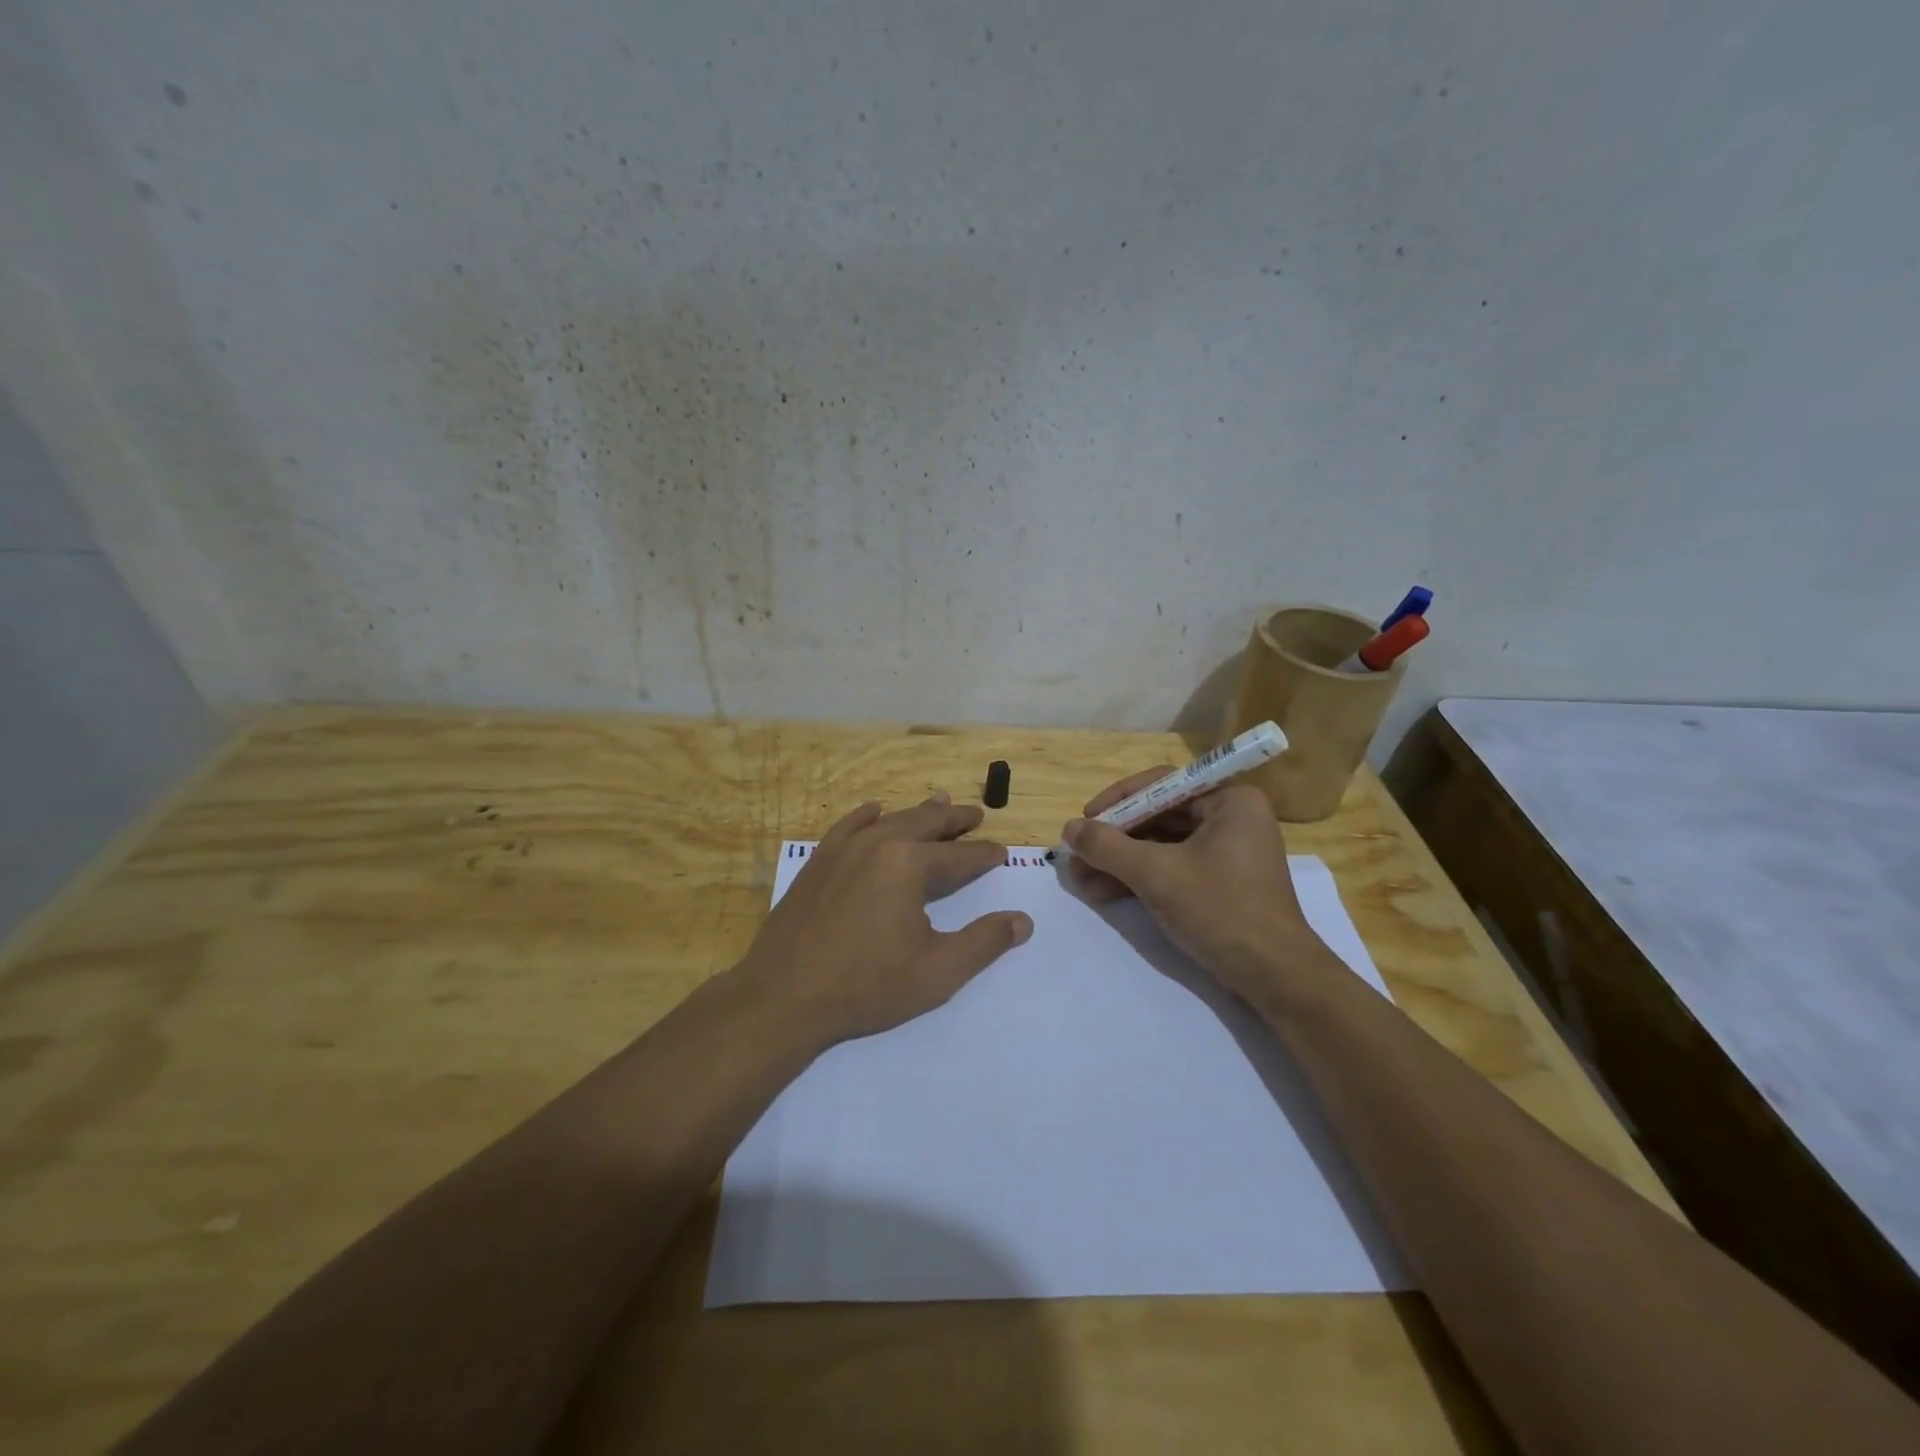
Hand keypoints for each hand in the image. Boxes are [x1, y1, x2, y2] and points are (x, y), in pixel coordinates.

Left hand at [740, 791, 1032, 1045]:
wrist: (784, 996)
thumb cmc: (866, 985)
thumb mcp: (938, 972)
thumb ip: (984, 942)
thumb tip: (1023, 921)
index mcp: (909, 865)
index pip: (959, 855)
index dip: (984, 855)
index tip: (1002, 852)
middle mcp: (878, 844)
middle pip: (926, 823)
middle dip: (955, 820)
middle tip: (976, 814)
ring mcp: (843, 849)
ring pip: (890, 819)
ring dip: (918, 812)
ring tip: (939, 802)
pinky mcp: (818, 862)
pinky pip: (848, 825)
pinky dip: (868, 815)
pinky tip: (874, 810)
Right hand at [1061, 768, 1330, 1003]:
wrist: (1274, 977)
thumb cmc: (1220, 910)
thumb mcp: (1156, 874)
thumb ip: (1108, 847)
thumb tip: (1068, 829)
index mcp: (1230, 801)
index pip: (1163, 784)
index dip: (1119, 799)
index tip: (1086, 818)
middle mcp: (1231, 818)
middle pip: (1159, 816)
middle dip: (1115, 839)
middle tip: (1076, 854)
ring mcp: (1226, 852)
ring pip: (1161, 846)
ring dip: (1120, 862)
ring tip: (1080, 879)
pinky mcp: (1219, 883)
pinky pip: (1171, 868)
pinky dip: (1139, 878)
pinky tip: (1103, 893)